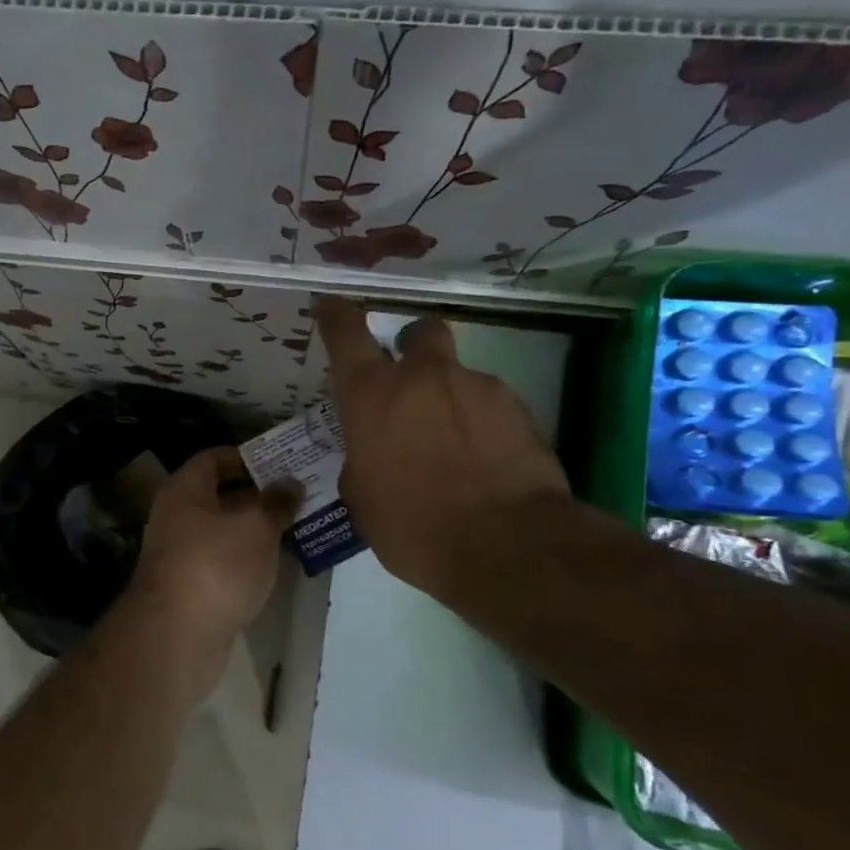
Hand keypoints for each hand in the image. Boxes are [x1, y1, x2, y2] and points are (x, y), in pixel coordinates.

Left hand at [123, 446, 298, 696]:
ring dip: (256, 528)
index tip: (281, 462)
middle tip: (299, 494)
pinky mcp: (190, 588)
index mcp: (183, 491)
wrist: (177, 637)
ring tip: (298, 525)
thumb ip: (275, 502)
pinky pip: (223, 561)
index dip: (246, 456)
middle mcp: (176, 517)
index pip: (213, 459)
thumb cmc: (216, 566)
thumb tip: (290, 483)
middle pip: (219, 495)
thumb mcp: (255, 527)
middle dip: (258, 494)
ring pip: (224, 531)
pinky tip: (277, 563)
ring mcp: (181, 555)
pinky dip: (248, 558)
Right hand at [314, 297, 568, 603]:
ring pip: (458, 376)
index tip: (330, 305)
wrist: (505, 544)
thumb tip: (373, 453)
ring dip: (451, 400)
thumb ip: (362, 459)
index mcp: (373, 396)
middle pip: (420, 332)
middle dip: (413, 347)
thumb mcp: (362, 498)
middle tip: (412, 383)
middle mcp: (424, 378)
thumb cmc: (413, 525)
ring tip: (456, 450)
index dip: (336, 315)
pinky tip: (485, 463)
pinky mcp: (518, 408)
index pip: (346, 334)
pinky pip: (491, 406)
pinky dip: (483, 425)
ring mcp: (476, 387)